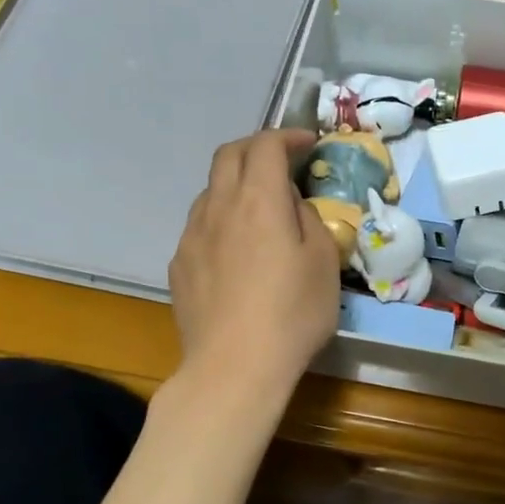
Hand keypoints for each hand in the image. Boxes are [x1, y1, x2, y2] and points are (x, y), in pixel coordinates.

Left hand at [168, 130, 340, 390]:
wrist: (234, 367)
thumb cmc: (292, 313)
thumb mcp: (324, 263)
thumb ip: (309, 220)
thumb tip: (291, 206)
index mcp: (259, 199)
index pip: (266, 145)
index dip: (288, 136)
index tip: (308, 144)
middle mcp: (219, 206)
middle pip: (229, 155)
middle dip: (256, 148)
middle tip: (281, 162)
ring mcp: (192, 235)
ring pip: (210, 190)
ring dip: (235, 185)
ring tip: (258, 209)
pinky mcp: (179, 265)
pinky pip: (200, 226)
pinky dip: (221, 220)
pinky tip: (236, 251)